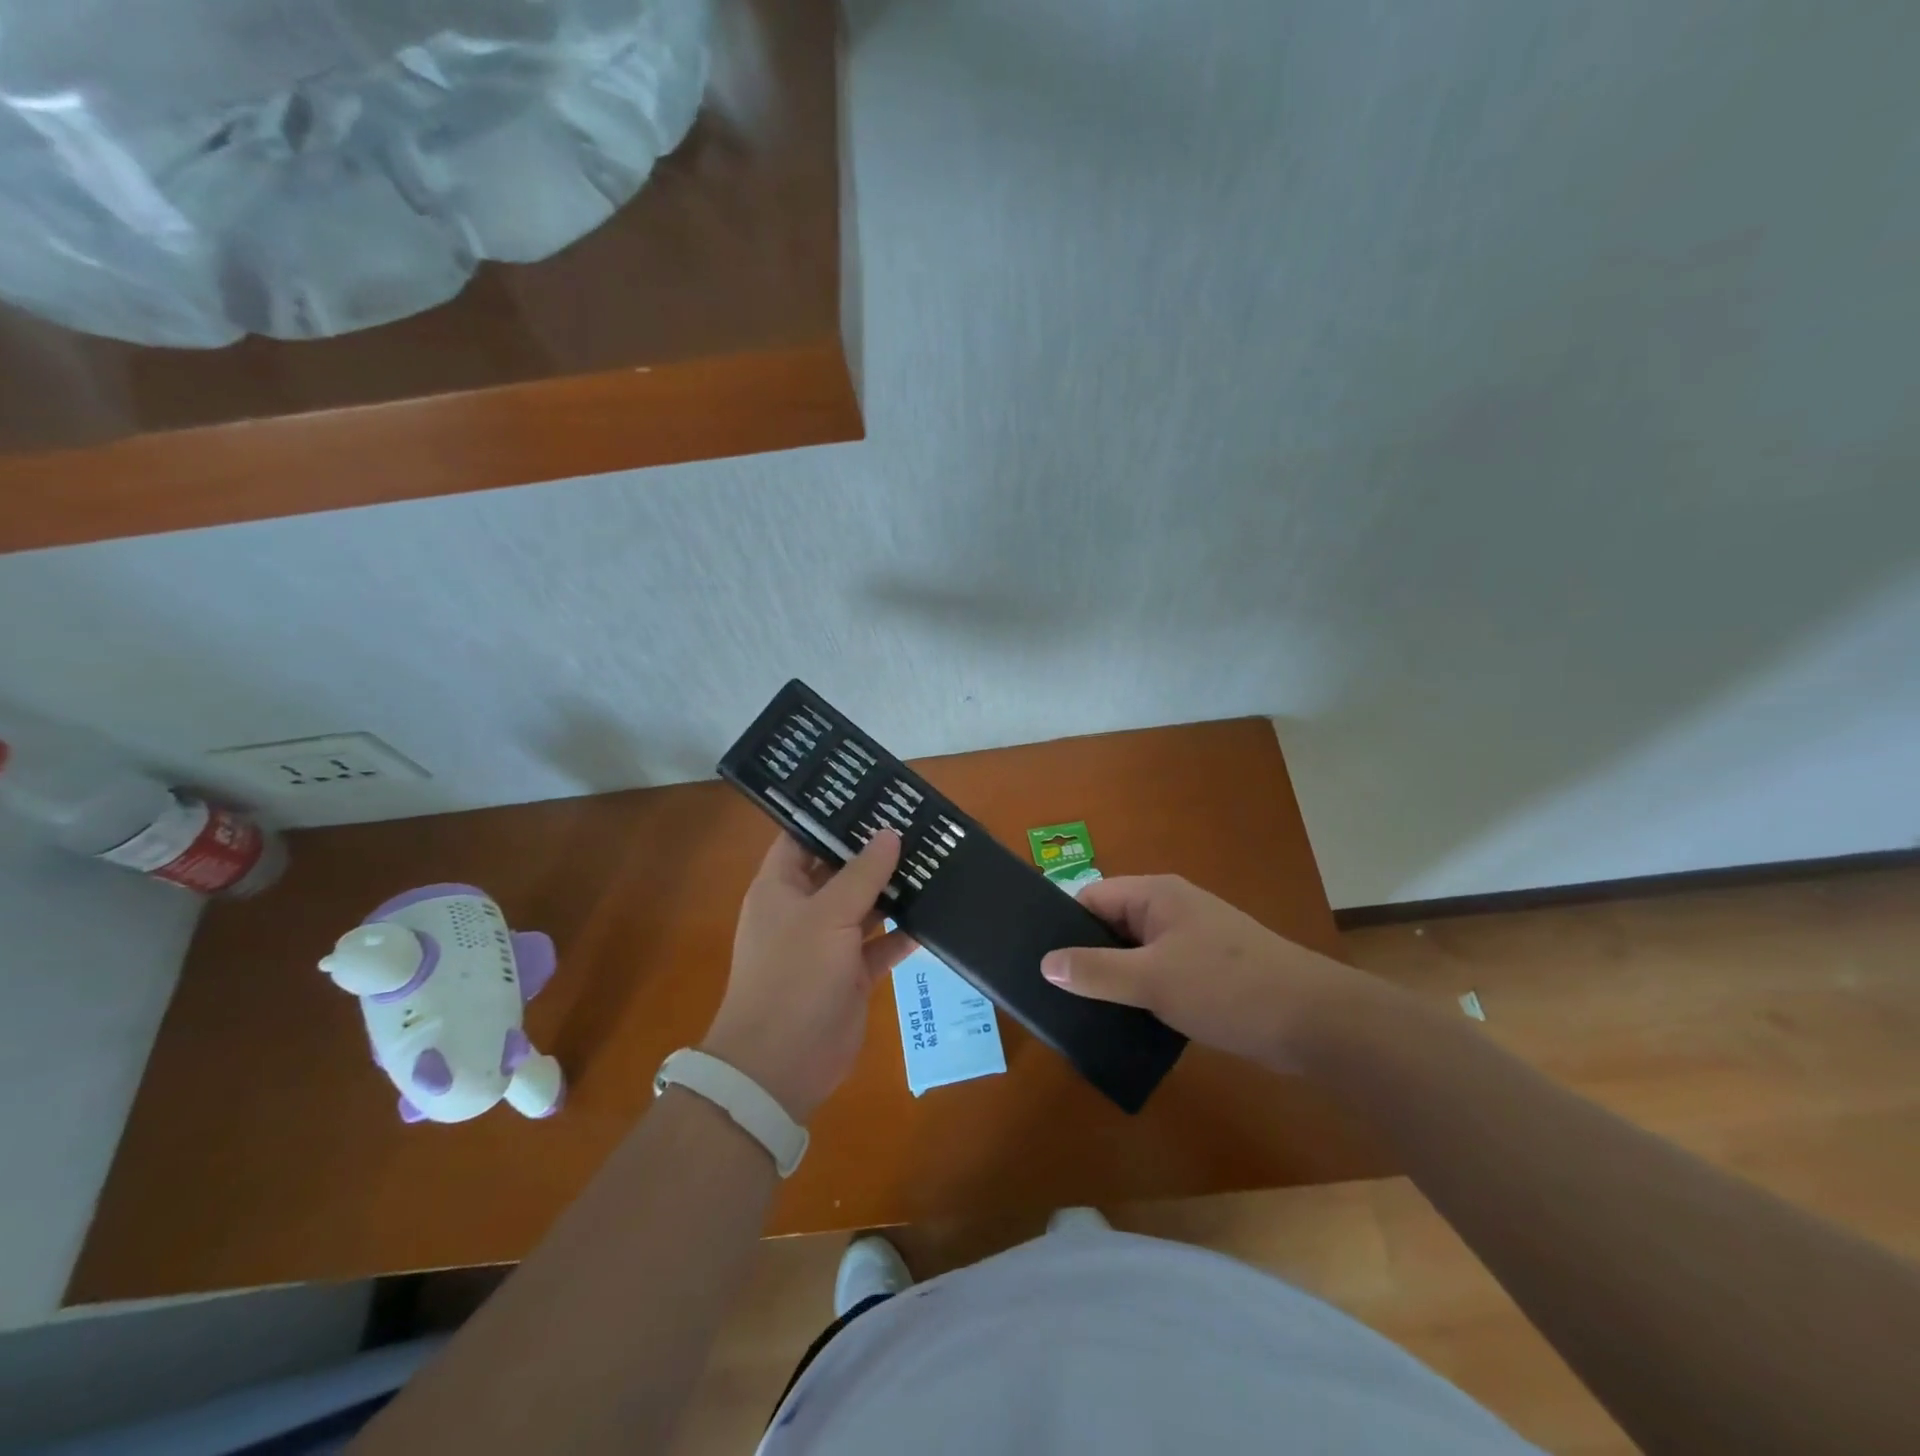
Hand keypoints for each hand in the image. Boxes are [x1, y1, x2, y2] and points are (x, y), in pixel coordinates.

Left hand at [702, 830, 915, 1121]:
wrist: (781, 1065)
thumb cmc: (793, 976)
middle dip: (874, 850)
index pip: (802, 837)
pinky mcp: (852, 974)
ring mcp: (829, 943)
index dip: (831, 816)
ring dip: (895, 889)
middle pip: (840, 869)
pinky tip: (937, 913)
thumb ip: (862, 873)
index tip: (870, 795)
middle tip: (916, 821)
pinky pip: (883, 943)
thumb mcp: (827, 916)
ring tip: (934, 858)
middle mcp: (804, 909)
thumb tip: (889, 833)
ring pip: (866, 905)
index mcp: (781, 887)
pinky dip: (905, 932)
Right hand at [1040, 875, 1378, 1072]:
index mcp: (1156, 895)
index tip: (1041, 963)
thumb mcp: (1153, 980)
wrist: (1314, 1022)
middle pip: (1112, 925)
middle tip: (1057, 994)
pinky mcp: (1208, 971)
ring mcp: (1193, 940)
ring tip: (1084, 1012)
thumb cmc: (1227, 987)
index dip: (1064, 927)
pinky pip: (1160, 974)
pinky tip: (1127, 1022)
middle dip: (1087, 957)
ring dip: (1115, 979)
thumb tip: (1045, 964)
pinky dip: (1142, 993)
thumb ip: (1096, 971)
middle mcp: (1172, 909)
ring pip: (1136, 954)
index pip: (1092, 898)